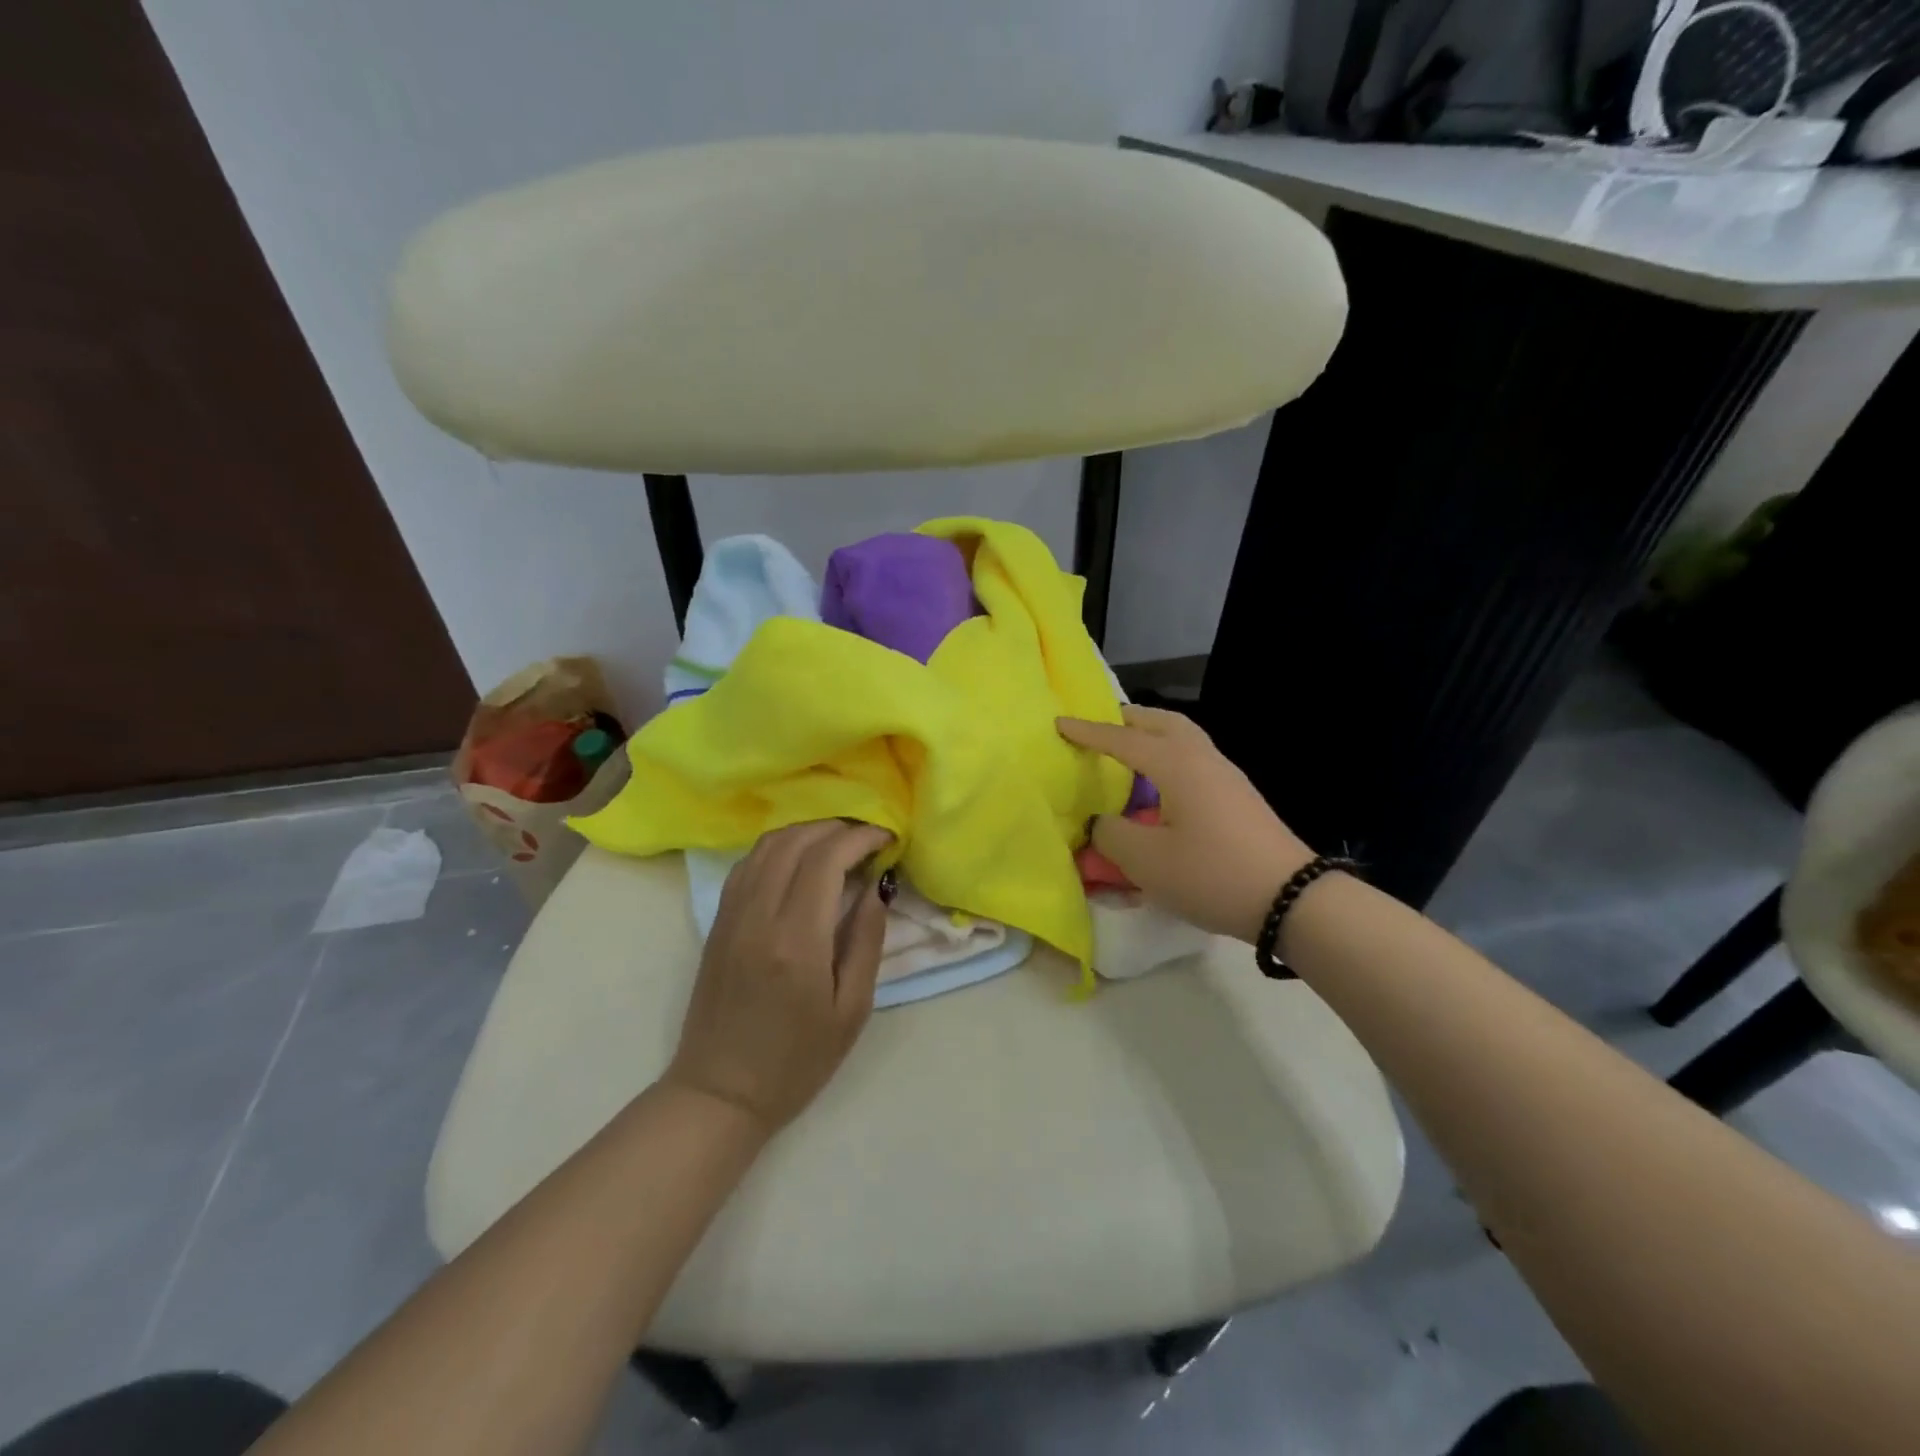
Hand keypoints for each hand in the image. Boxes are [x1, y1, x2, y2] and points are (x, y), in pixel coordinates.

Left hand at [664, 820, 894, 1137]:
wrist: (720, 1092)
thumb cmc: (797, 1061)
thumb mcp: (851, 1010)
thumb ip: (866, 941)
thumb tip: (877, 887)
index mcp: (797, 940)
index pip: (827, 859)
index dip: (860, 838)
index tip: (886, 838)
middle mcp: (759, 916)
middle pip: (796, 842)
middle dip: (837, 828)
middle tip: (868, 838)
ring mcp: (731, 915)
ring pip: (768, 845)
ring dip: (806, 832)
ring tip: (838, 844)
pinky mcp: (717, 922)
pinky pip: (747, 864)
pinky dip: (778, 848)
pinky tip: (799, 861)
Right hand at [1058, 706, 1311, 941]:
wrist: (1291, 898)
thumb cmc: (1211, 873)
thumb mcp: (1146, 861)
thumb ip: (1111, 834)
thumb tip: (1102, 822)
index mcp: (1175, 764)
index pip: (1122, 739)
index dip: (1088, 732)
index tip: (1060, 723)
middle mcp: (1202, 758)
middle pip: (1162, 722)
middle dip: (1127, 720)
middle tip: (1100, 728)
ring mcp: (1226, 775)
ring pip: (1183, 737)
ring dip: (1152, 735)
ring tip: (1128, 751)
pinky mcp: (1238, 796)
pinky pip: (1194, 758)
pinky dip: (1169, 755)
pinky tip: (1161, 784)